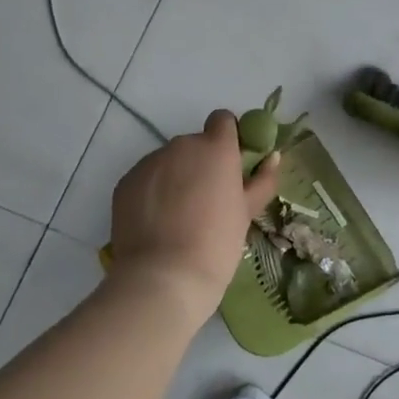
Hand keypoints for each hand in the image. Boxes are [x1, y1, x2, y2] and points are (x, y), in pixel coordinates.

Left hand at [110, 111, 280, 321]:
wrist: (163, 278)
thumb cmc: (216, 244)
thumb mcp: (247, 213)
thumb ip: (262, 180)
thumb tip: (273, 157)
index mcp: (215, 148)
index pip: (222, 120)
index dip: (228, 138)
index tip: (230, 166)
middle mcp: (181, 146)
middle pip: (194, 145)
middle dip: (201, 164)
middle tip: (207, 201)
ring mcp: (149, 162)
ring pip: (168, 162)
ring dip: (176, 178)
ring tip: (178, 217)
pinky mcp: (125, 182)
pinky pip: (146, 179)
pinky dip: (152, 193)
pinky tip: (157, 223)